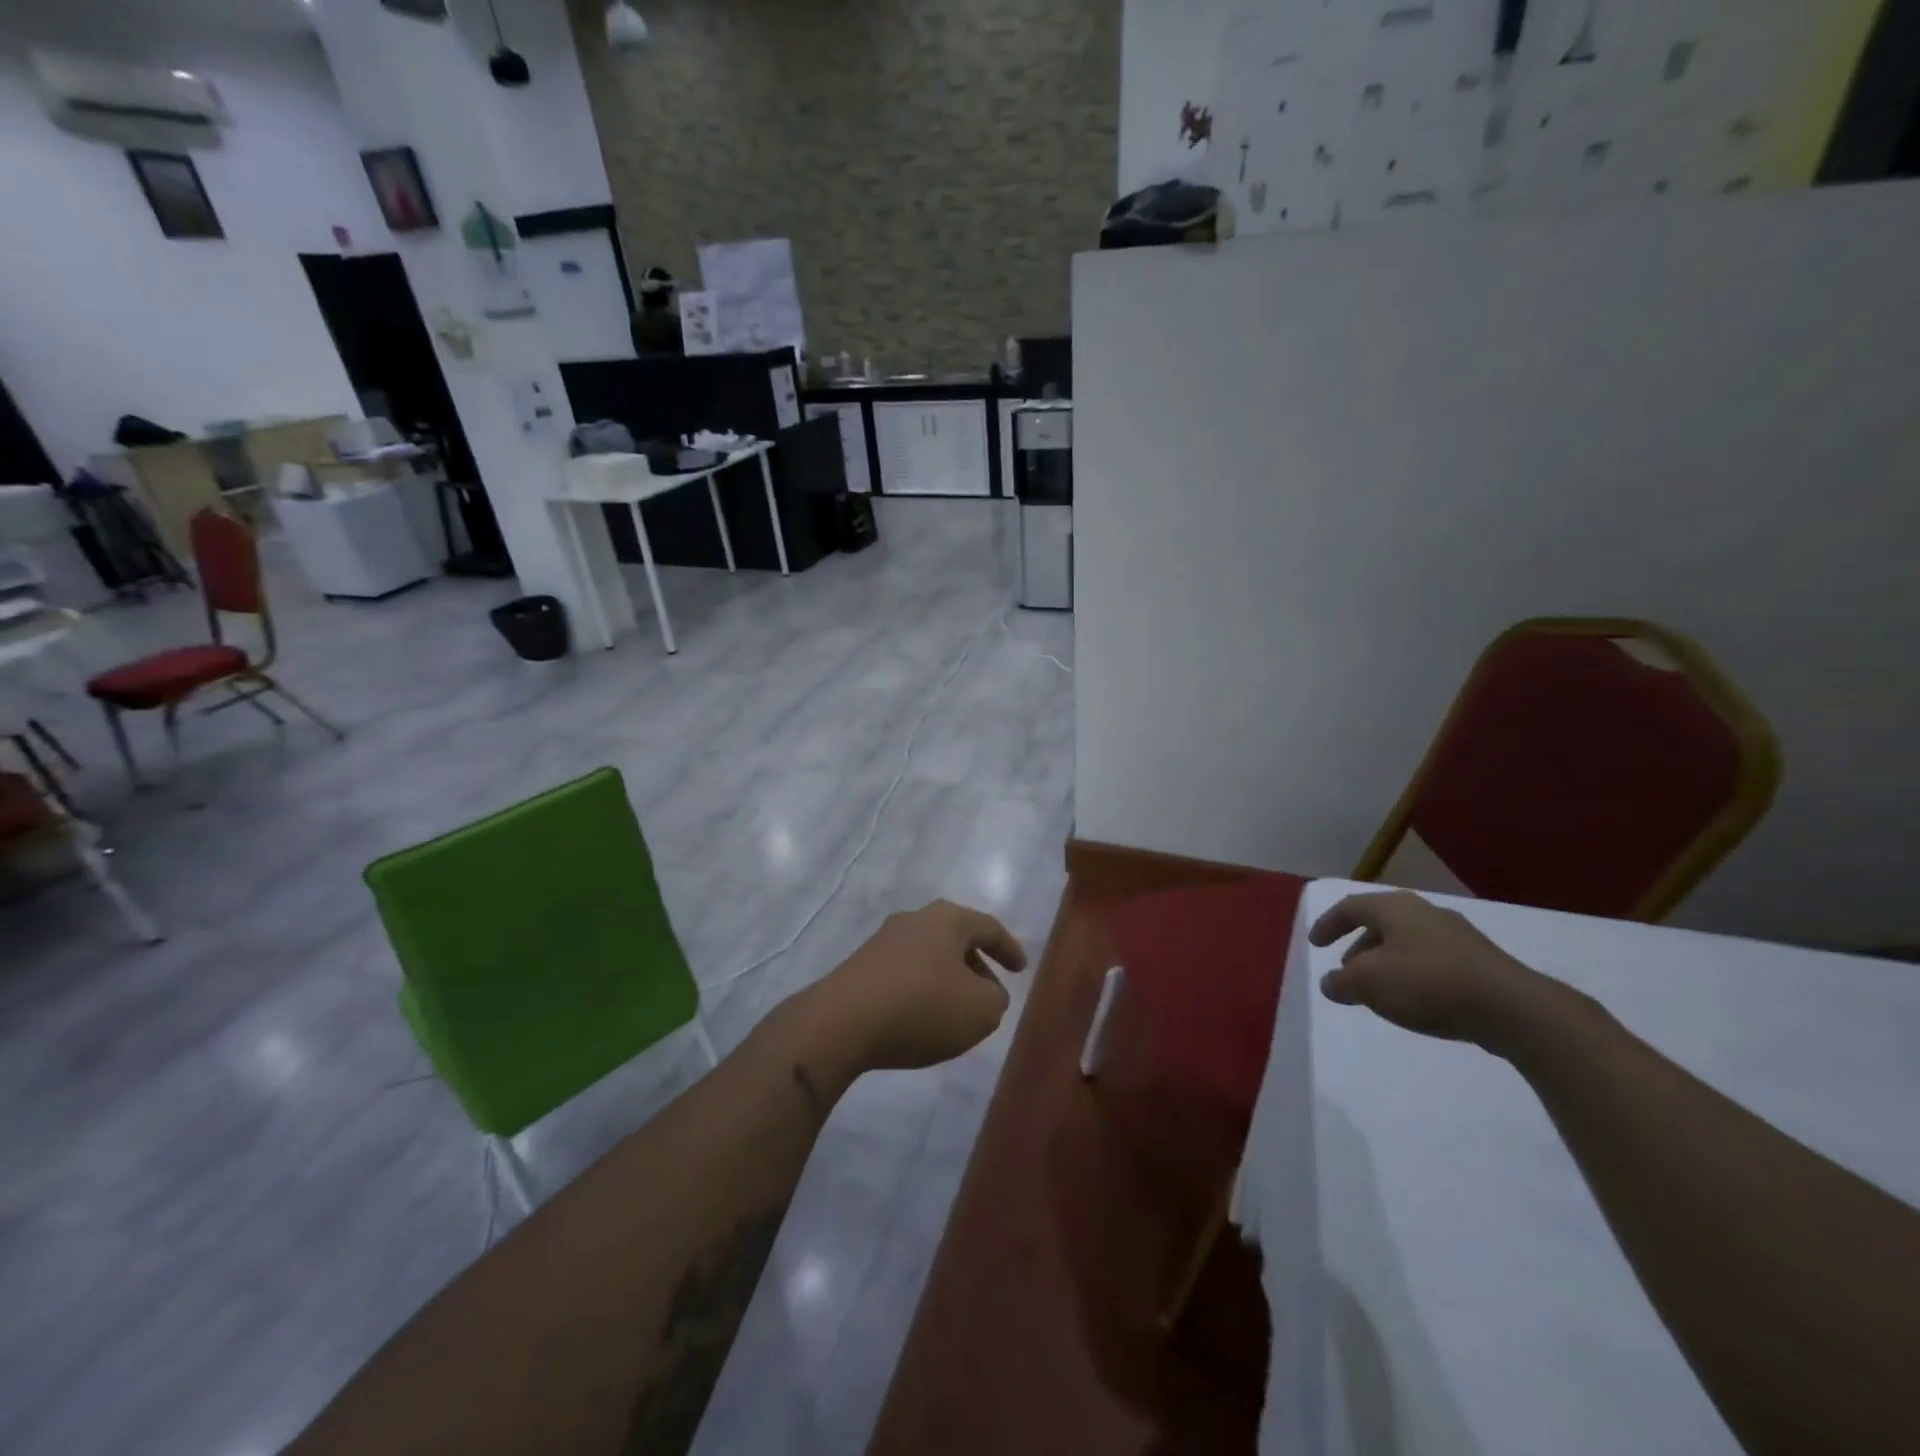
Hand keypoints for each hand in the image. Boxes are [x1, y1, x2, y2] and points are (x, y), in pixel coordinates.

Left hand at [815, 899, 1027, 1070]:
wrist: (842, 1022)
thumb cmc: (922, 1006)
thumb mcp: (981, 1010)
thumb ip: (995, 999)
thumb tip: (987, 994)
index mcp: (947, 919)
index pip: (988, 927)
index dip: (1009, 948)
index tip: (1021, 969)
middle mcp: (914, 920)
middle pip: (955, 938)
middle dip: (976, 965)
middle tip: (990, 993)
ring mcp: (882, 941)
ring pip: (928, 956)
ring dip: (946, 980)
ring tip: (956, 1011)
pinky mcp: (860, 967)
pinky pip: (903, 974)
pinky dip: (920, 991)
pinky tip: (920, 1019)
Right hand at [1309, 890, 1567, 1052]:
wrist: (1513, 1008)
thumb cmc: (1427, 983)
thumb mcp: (1368, 984)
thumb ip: (1342, 982)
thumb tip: (1330, 982)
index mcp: (1394, 908)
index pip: (1350, 907)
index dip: (1328, 924)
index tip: (1315, 944)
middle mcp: (1424, 912)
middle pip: (1381, 922)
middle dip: (1359, 945)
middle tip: (1347, 969)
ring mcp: (1457, 936)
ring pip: (1408, 942)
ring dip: (1386, 961)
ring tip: (1380, 990)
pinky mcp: (1481, 962)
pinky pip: (1433, 960)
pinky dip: (1413, 974)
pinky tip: (1416, 1000)